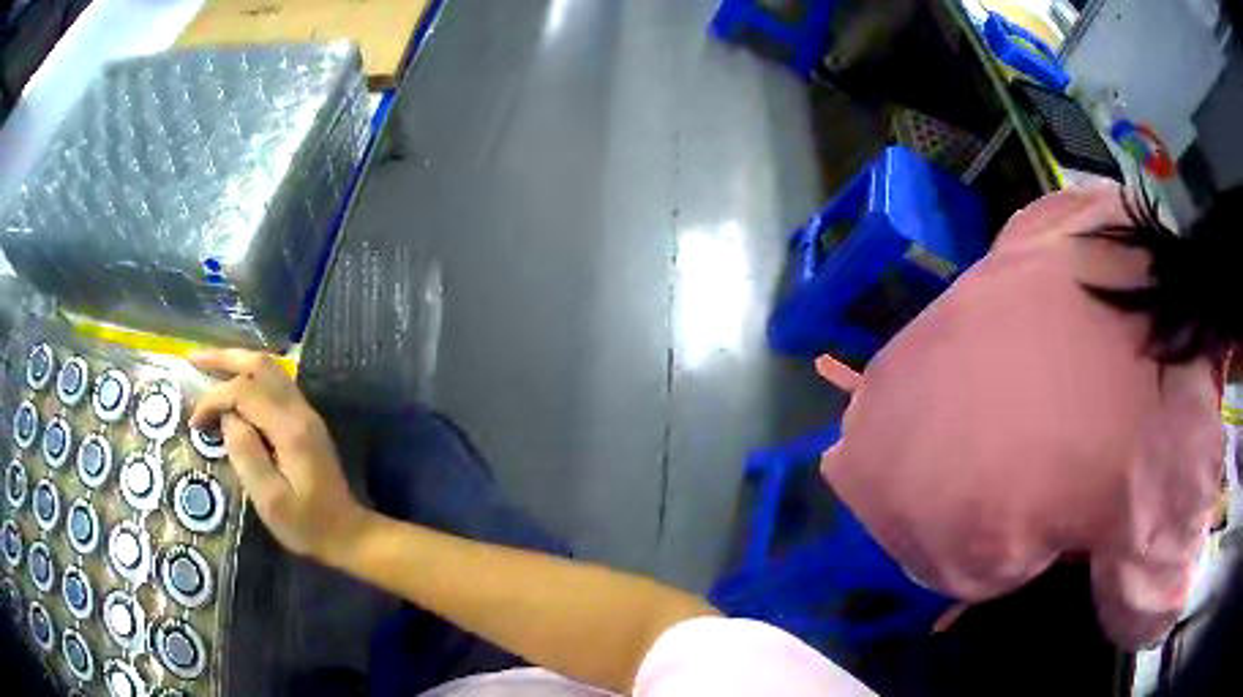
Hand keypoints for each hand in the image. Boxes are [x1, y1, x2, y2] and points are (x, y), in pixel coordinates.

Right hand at [188, 349, 370, 564]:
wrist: (347, 533)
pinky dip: (248, 376)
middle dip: (223, 358)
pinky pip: (273, 383)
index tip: (194, 421)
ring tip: (206, 367)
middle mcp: (300, 410)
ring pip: (268, 368)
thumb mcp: (271, 501)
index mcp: (290, 429)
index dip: (214, 399)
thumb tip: (227, 417)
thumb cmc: (307, 525)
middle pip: (260, 364)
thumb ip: (246, 454)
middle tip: (192, 359)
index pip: (245, 391)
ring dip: (236, 362)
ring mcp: (305, 412)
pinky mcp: (304, 420)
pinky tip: (231, 384)